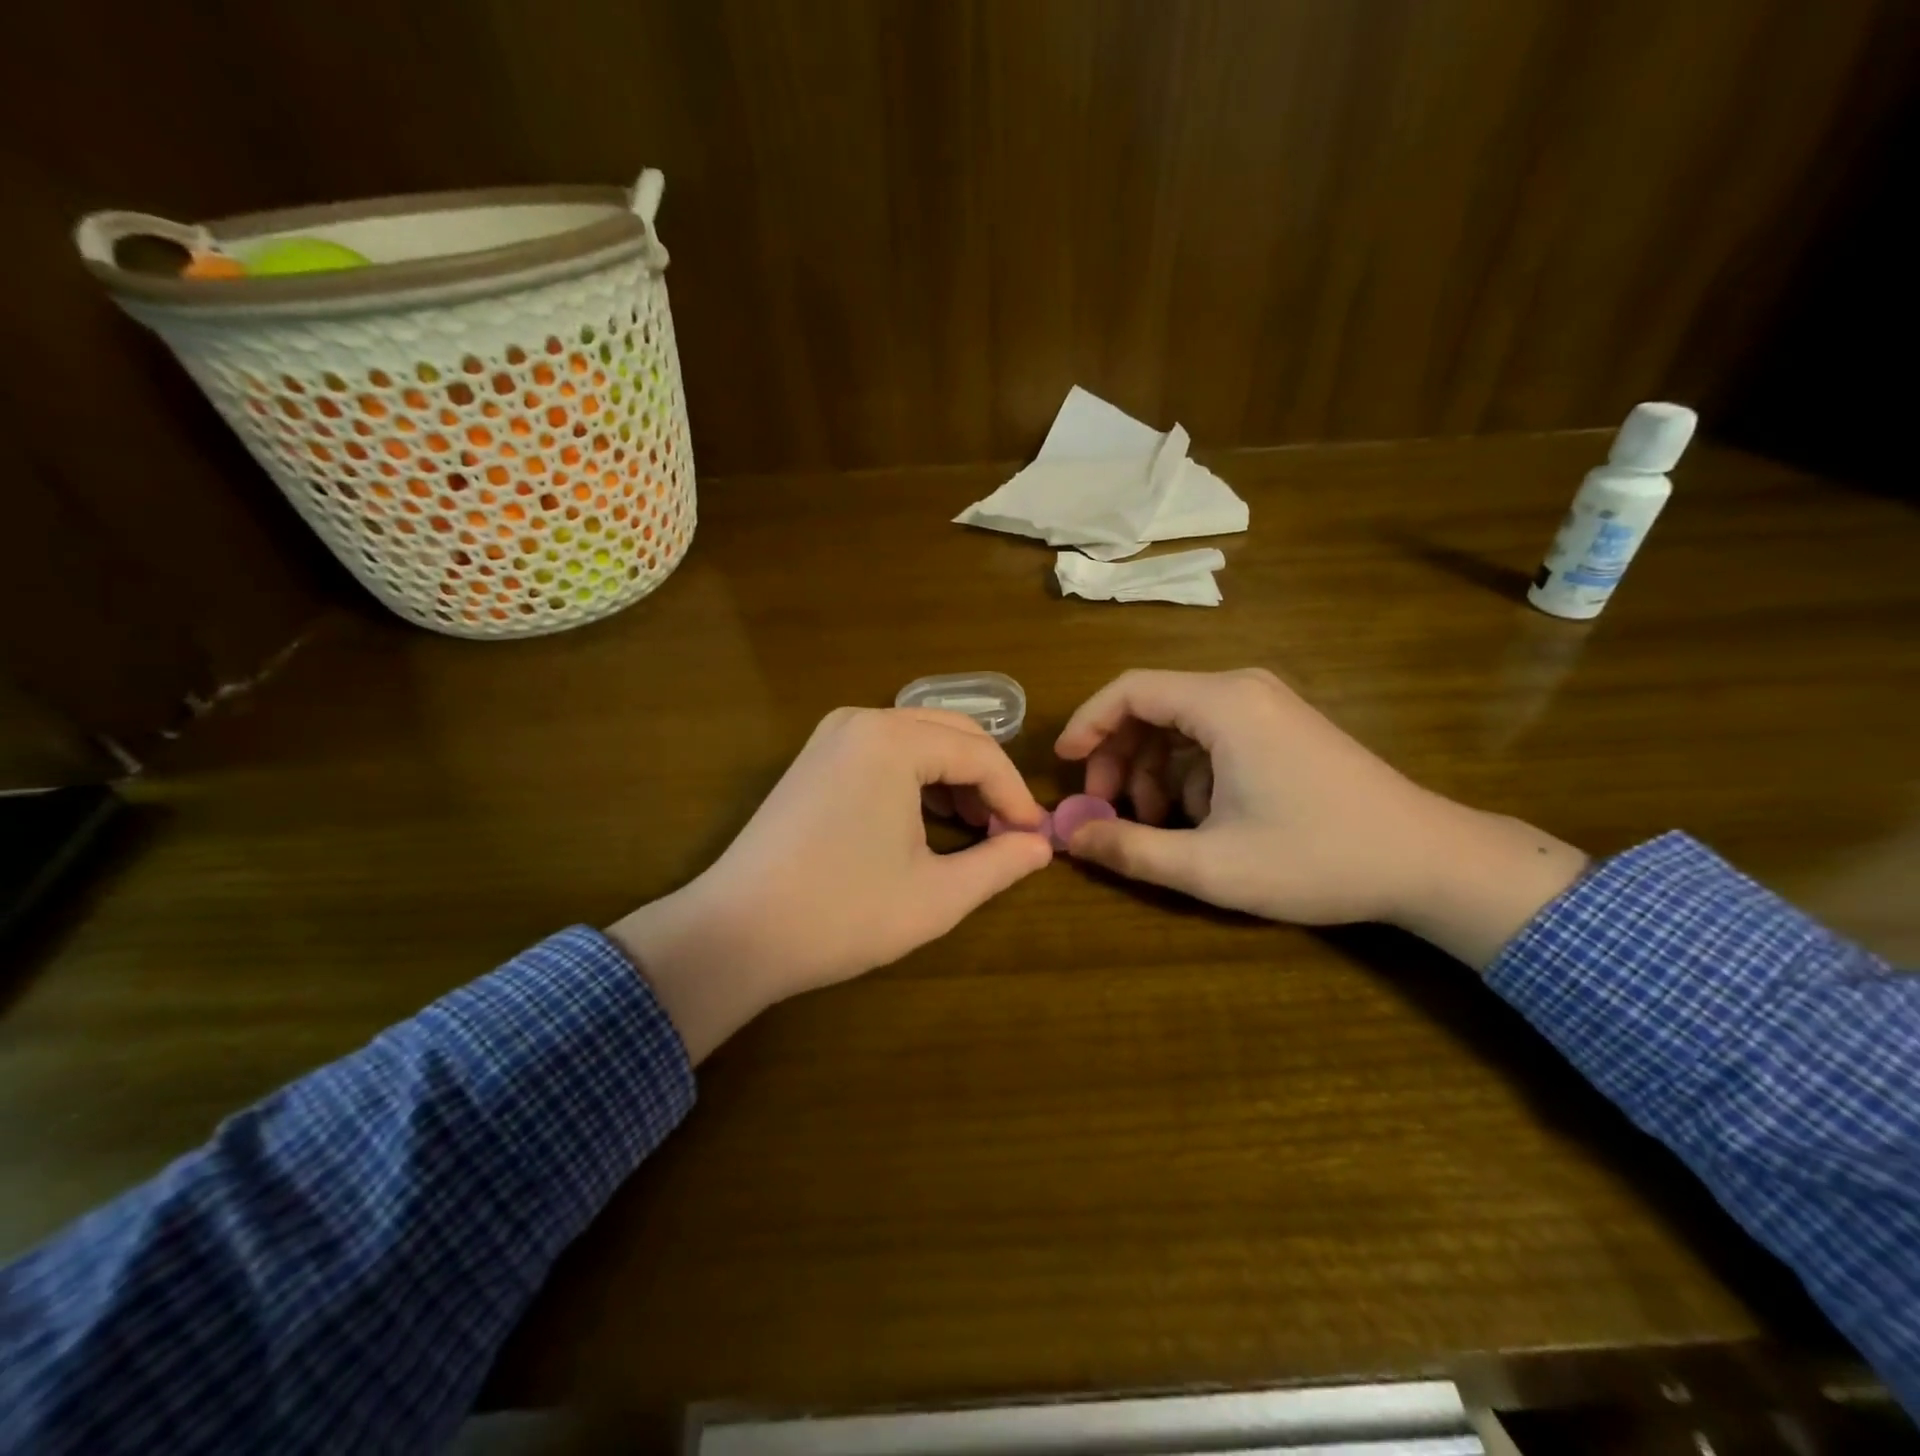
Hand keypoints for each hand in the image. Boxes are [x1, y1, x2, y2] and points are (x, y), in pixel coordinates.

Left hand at [609, 708, 1050, 1060]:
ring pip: (919, 740)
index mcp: (893, 740)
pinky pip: (886, 752)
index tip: (1035, 839)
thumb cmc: (842, 913)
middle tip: (1009, 833)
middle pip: (952, 734)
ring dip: (954, 779)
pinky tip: (927, 822)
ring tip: (973, 831)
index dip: (1016, 796)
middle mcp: (862, 720)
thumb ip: (999, 864)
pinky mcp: (816, 758)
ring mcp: (832, 736)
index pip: (980, 754)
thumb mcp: (936, 895)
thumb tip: (1041, 845)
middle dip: (988, 781)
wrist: (735, 933)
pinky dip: (917, 779)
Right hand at [1055, 669, 1587, 966]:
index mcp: (1222, 704)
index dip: (1085, 725)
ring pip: (1180, 725)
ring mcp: (1268, 706)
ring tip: (1156, 825)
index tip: (1062, 767)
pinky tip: (1199, 819)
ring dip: (1153, 771)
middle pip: (1151, 706)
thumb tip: (1069, 839)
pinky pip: (1212, 737)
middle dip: (1118, 758)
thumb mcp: (1211, 866)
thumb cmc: (1316, 858)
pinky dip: (1188, 773)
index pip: (1128, 691)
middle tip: (1107, 810)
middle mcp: (1242, 689)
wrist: (1429, 861)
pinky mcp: (1283, 728)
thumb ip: (1130, 851)